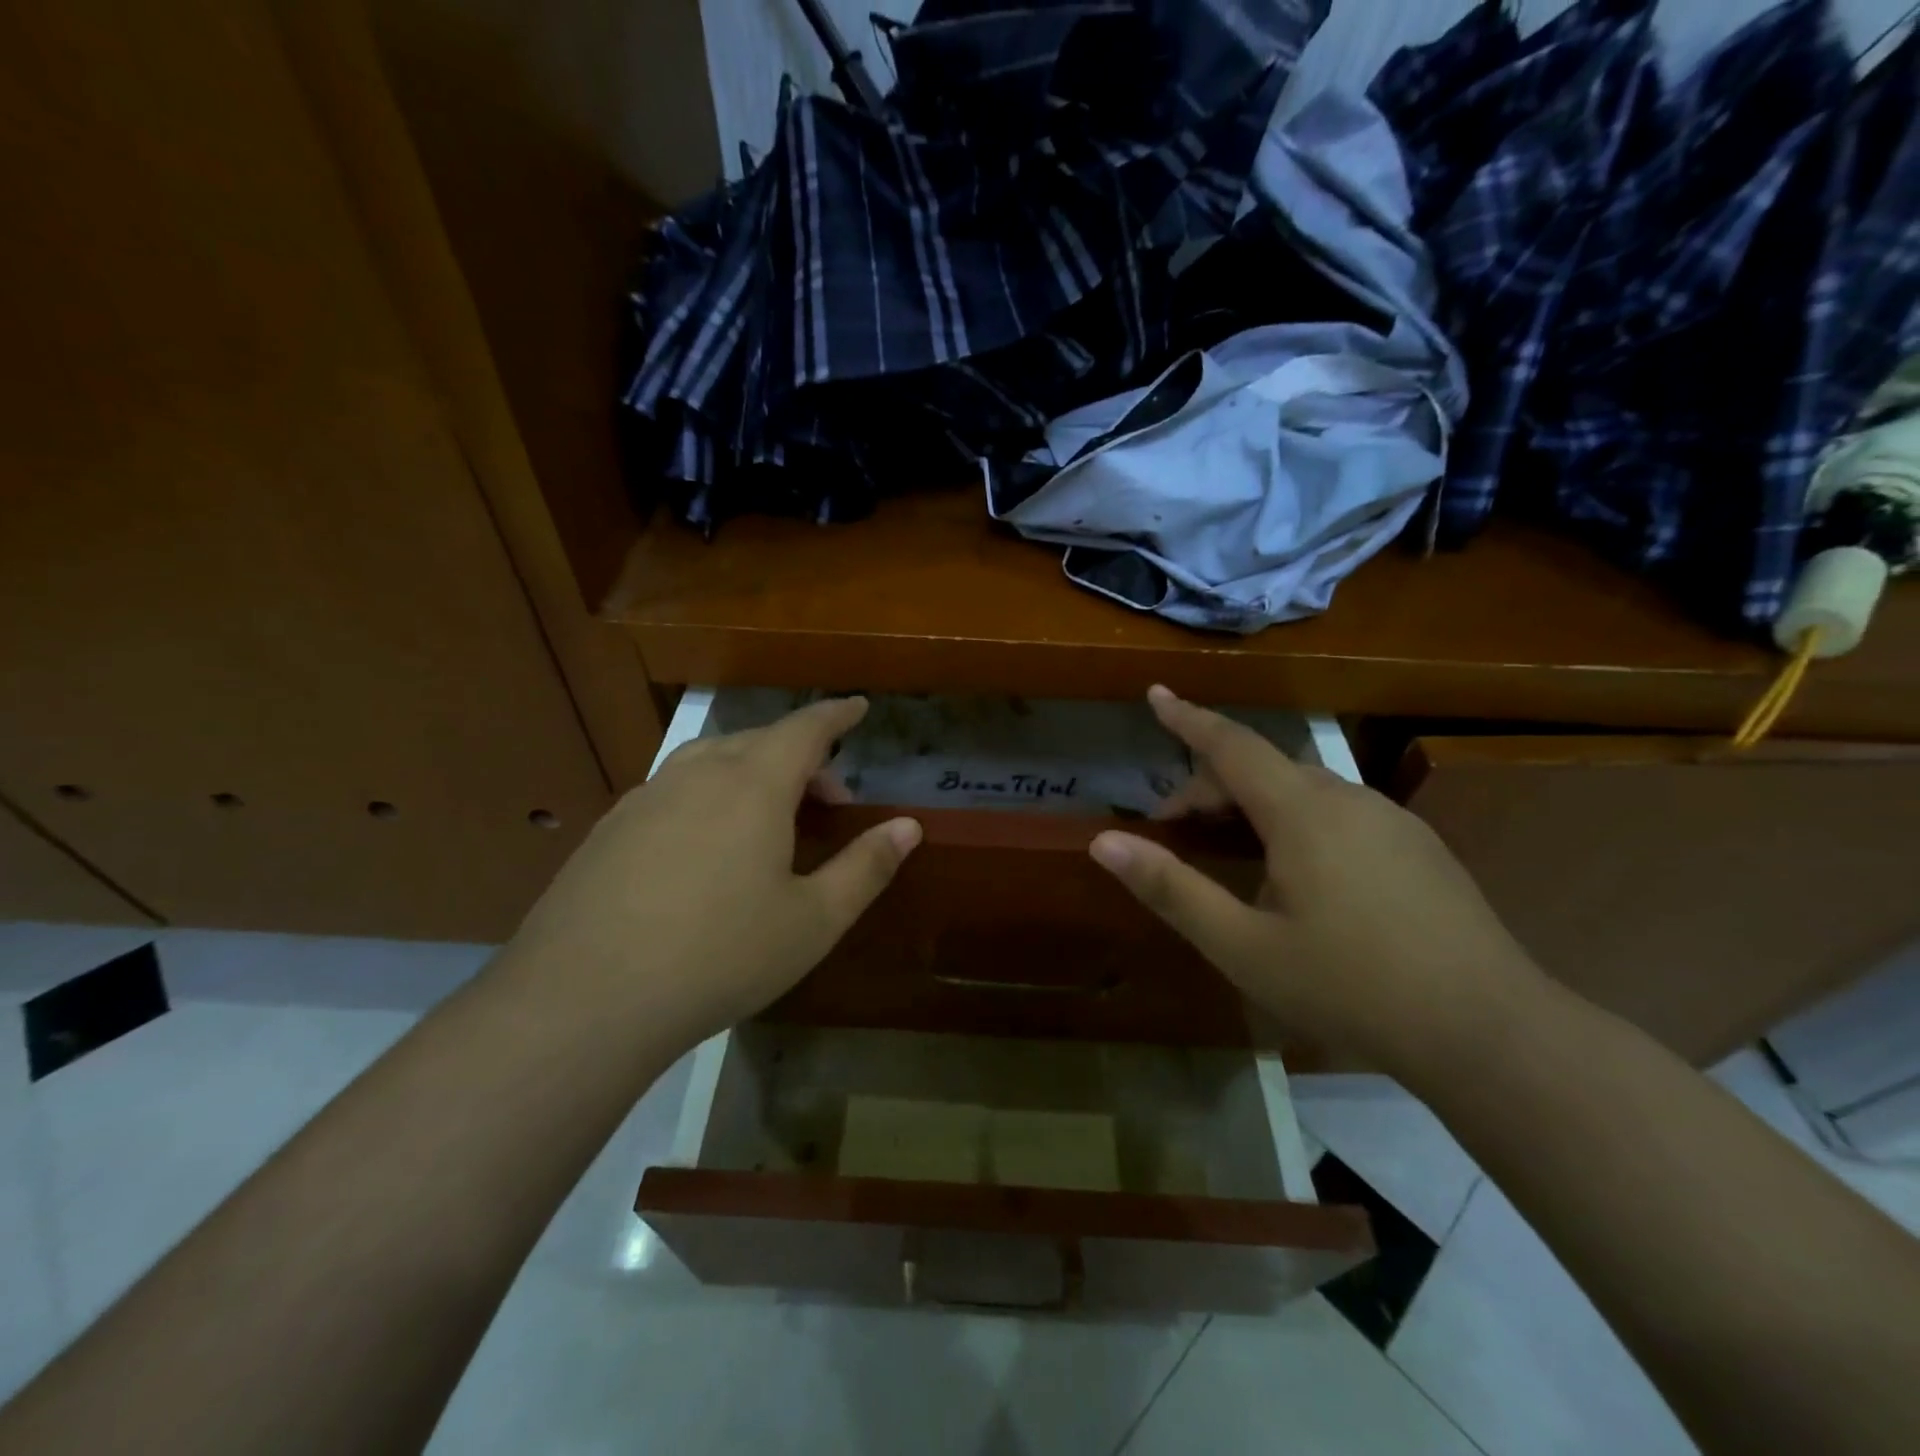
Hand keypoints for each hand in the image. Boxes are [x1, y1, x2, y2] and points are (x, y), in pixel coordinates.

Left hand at [506, 697, 920, 1049]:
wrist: (584, 999)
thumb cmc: (720, 955)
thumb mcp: (813, 920)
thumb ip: (866, 867)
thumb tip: (910, 826)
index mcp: (753, 785)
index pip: (806, 729)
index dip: (836, 715)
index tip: (858, 707)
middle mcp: (698, 774)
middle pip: (759, 741)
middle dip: (801, 757)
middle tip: (828, 800)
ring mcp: (645, 798)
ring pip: (711, 760)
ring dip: (751, 772)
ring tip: (769, 816)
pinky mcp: (609, 829)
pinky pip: (673, 789)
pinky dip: (708, 795)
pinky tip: (705, 845)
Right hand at [1089, 687, 1544, 1072]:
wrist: (1489, 1030)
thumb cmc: (1350, 986)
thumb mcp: (1243, 946)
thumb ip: (1171, 888)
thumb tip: (1104, 842)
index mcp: (1301, 811)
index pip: (1230, 745)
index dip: (1187, 719)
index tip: (1156, 693)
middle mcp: (1346, 797)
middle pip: (1261, 769)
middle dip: (1208, 789)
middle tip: (1173, 835)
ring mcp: (1389, 819)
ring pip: (1300, 791)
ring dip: (1251, 807)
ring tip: (1227, 854)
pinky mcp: (1415, 845)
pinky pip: (1336, 812)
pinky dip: (1293, 821)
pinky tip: (1295, 875)